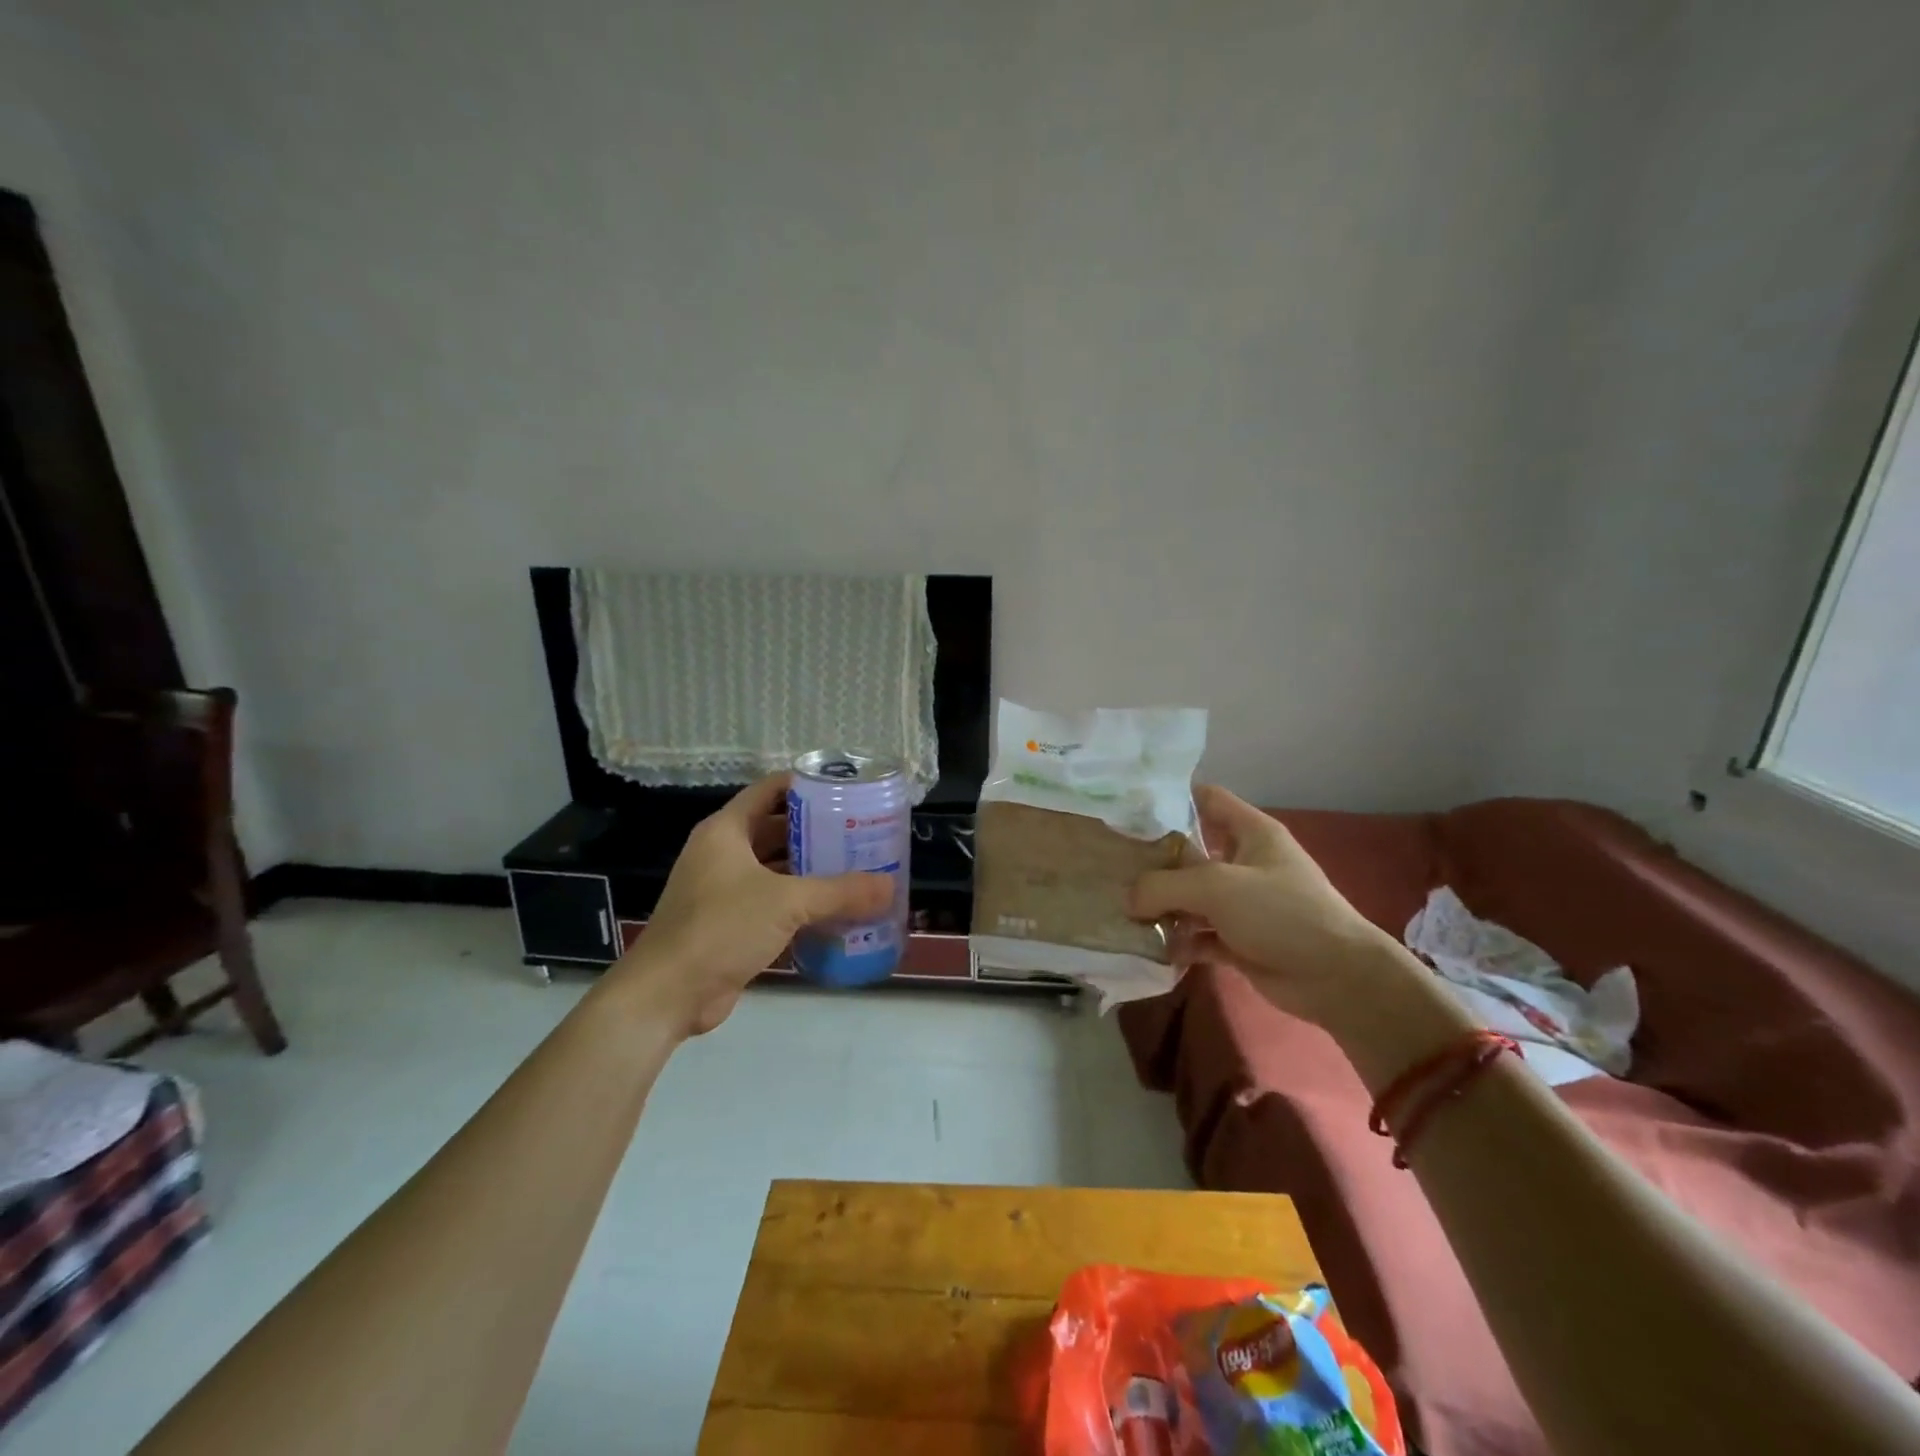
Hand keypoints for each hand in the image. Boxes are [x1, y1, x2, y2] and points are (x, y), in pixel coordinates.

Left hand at [611, 775, 891, 1037]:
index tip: (845, 788)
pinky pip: (773, 902)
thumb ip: (840, 892)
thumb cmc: (720, 927)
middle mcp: (723, 853)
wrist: (668, 995)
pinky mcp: (730, 924)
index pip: (769, 790)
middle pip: (776, 829)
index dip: (805, 784)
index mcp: (726, 831)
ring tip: (857, 868)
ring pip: (776, 869)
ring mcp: (724, 890)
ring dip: (811, 870)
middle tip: (861, 832)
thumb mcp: (786, 902)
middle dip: (817, 831)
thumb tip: (890, 886)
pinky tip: (836, 910)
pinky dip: (800, 904)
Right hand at [1129, 784, 1410, 1029]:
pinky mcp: (1239, 940)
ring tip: (1122, 910)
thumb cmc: (1281, 912)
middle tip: (1111, 864)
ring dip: (1161, 905)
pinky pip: (1198, 934)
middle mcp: (1245, 862)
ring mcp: (1242, 904)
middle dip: (1154, 859)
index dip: (1171, 797)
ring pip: (1191, 896)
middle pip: (1190, 850)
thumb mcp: (1217, 887)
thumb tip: (1129, 900)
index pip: (1207, 798)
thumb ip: (1164, 886)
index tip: (1129, 808)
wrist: (1337, 978)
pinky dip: (1178, 940)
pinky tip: (1151, 947)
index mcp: (1251, 832)